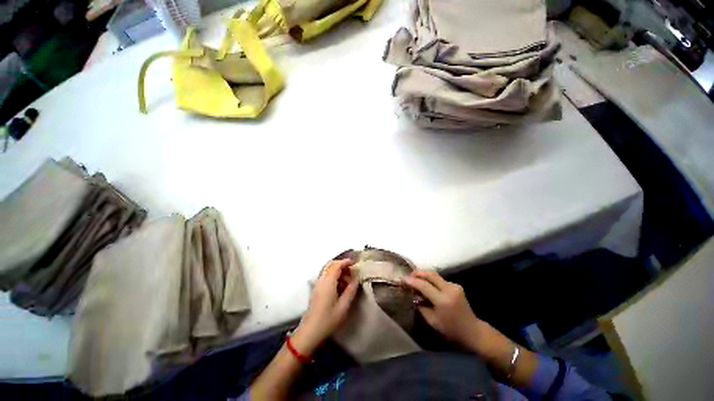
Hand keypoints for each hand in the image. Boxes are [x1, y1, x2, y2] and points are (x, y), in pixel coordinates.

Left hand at [292, 259, 359, 354]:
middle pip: (330, 264)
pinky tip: (339, 284)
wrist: (310, 331)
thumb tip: (357, 278)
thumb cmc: (328, 319)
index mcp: (328, 282)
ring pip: (327, 269)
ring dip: (337, 270)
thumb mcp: (343, 306)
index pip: (336, 265)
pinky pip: (325, 275)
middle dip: (341, 264)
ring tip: (347, 278)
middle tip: (351, 270)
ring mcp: (317, 284)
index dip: (345, 262)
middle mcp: (321, 279)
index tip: (354, 262)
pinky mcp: (316, 289)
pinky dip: (333, 275)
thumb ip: (351, 290)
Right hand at [403, 271, 482, 348]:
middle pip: (431, 275)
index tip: (403, 279)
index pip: (424, 286)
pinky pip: (440, 280)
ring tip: (416, 278)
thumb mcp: (432, 321)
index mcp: (443, 300)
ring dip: (425, 276)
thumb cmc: (451, 330)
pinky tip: (427, 284)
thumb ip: (421, 306)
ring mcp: (455, 286)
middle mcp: (449, 290)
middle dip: (419, 273)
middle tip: (409, 275)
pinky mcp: (457, 286)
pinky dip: (432, 280)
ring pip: (436, 276)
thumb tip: (413, 295)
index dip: (412, 281)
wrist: (473, 331)